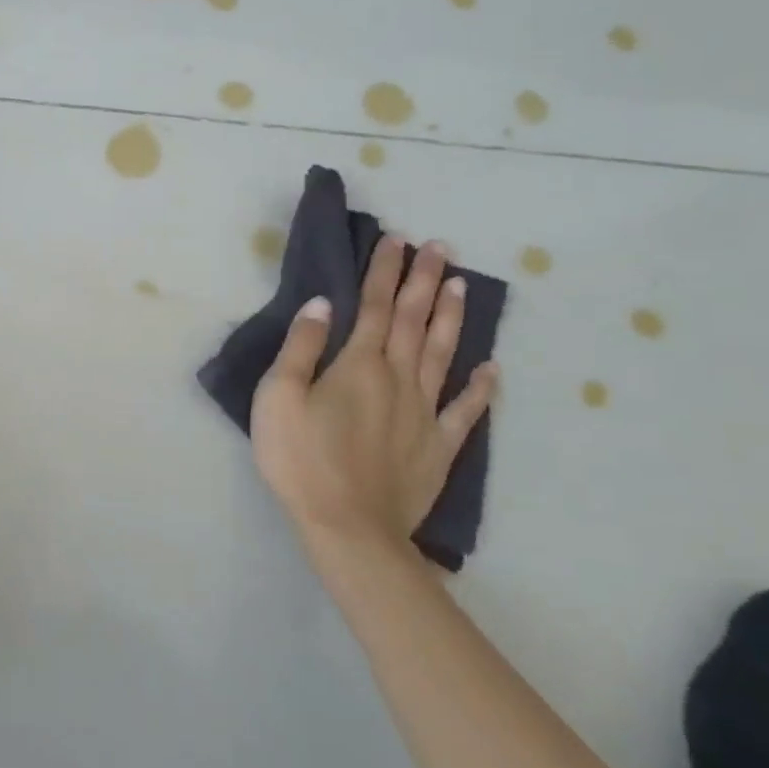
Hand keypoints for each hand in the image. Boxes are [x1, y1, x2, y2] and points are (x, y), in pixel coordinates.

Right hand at [251, 235, 496, 556]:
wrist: (347, 527)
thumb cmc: (301, 458)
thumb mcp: (277, 397)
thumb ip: (301, 348)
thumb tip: (322, 305)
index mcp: (358, 365)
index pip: (374, 306)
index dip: (384, 271)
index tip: (396, 240)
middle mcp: (398, 379)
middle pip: (413, 321)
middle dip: (424, 281)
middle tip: (440, 247)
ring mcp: (425, 413)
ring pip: (442, 354)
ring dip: (451, 317)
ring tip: (461, 285)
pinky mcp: (439, 447)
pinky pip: (465, 410)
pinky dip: (480, 387)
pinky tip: (490, 368)